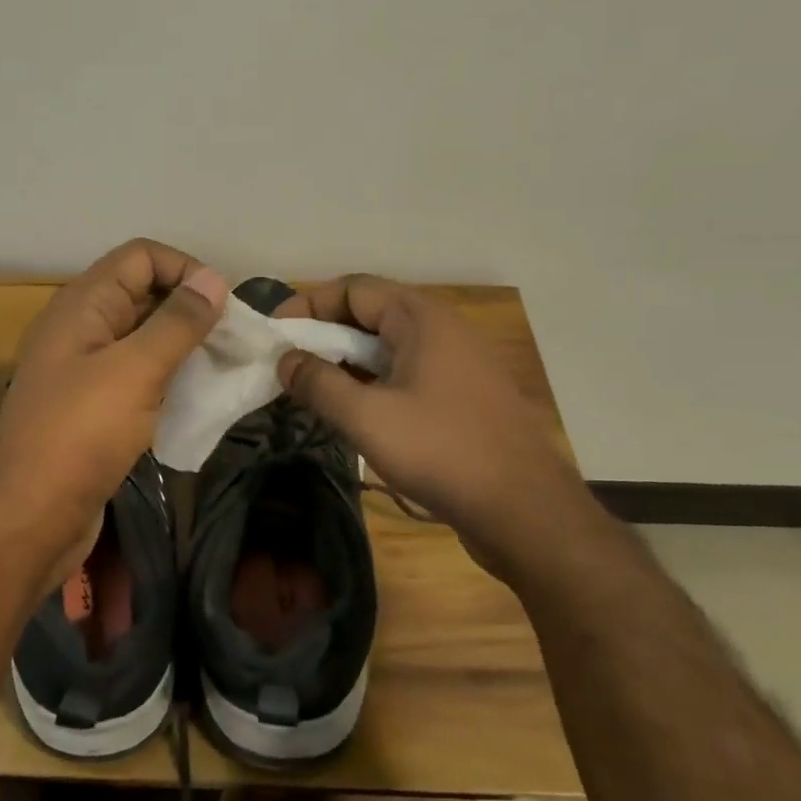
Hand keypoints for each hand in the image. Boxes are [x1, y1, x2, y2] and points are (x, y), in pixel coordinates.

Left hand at [0, 240, 227, 596]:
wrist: (25, 521)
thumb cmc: (78, 436)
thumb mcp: (134, 371)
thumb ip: (176, 323)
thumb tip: (213, 278)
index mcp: (82, 305)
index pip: (140, 257)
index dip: (184, 269)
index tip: (225, 306)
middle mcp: (81, 329)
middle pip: (143, 294)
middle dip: (191, 308)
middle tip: (236, 340)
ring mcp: (85, 371)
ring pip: (144, 339)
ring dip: (185, 347)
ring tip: (225, 368)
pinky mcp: (93, 409)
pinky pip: (138, 377)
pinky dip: (169, 379)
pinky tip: (198, 399)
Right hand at [275, 276, 590, 575]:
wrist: (525, 511)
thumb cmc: (442, 452)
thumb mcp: (367, 418)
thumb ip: (318, 384)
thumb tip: (285, 361)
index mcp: (422, 318)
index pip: (353, 289)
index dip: (308, 304)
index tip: (275, 333)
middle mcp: (443, 328)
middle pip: (371, 312)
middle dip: (325, 332)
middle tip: (288, 361)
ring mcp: (458, 362)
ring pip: (389, 345)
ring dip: (348, 359)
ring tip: (313, 385)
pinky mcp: (464, 394)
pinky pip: (407, 370)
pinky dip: (373, 379)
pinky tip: (354, 408)